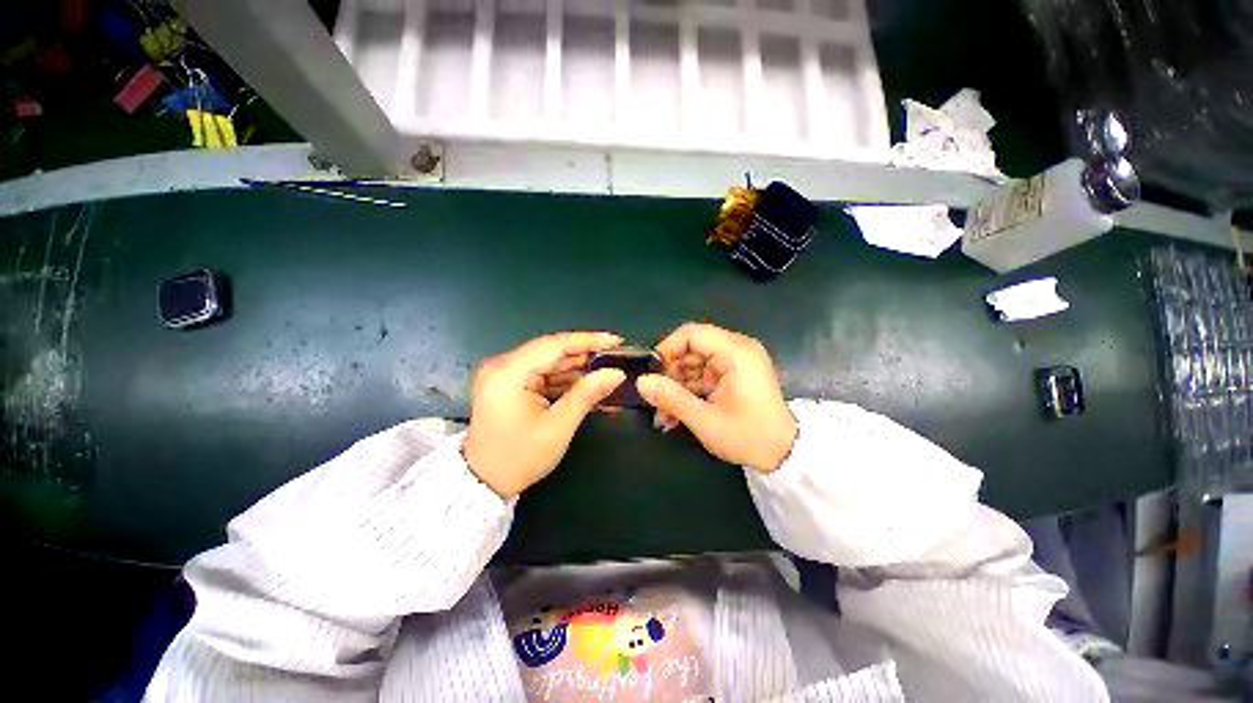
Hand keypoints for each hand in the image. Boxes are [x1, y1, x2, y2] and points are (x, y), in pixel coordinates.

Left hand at [463, 332, 625, 497]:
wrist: (484, 483)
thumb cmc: (519, 458)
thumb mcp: (558, 426)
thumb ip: (587, 394)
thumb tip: (615, 373)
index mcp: (509, 372)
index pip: (555, 345)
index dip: (588, 341)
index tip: (616, 341)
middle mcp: (503, 365)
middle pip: (552, 352)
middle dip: (586, 356)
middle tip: (617, 359)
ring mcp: (505, 374)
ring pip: (550, 363)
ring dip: (578, 370)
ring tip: (608, 373)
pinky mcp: (510, 384)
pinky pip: (544, 375)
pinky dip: (565, 381)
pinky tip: (588, 386)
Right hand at [637, 323, 796, 472]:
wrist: (785, 455)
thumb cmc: (749, 436)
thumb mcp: (705, 420)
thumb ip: (671, 398)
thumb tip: (641, 382)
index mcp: (735, 352)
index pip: (691, 334)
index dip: (667, 349)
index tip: (652, 374)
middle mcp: (736, 350)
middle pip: (690, 350)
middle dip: (670, 375)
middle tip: (656, 400)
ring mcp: (735, 363)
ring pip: (693, 365)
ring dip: (676, 388)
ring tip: (663, 415)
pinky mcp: (732, 376)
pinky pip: (702, 376)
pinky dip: (688, 392)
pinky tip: (676, 414)